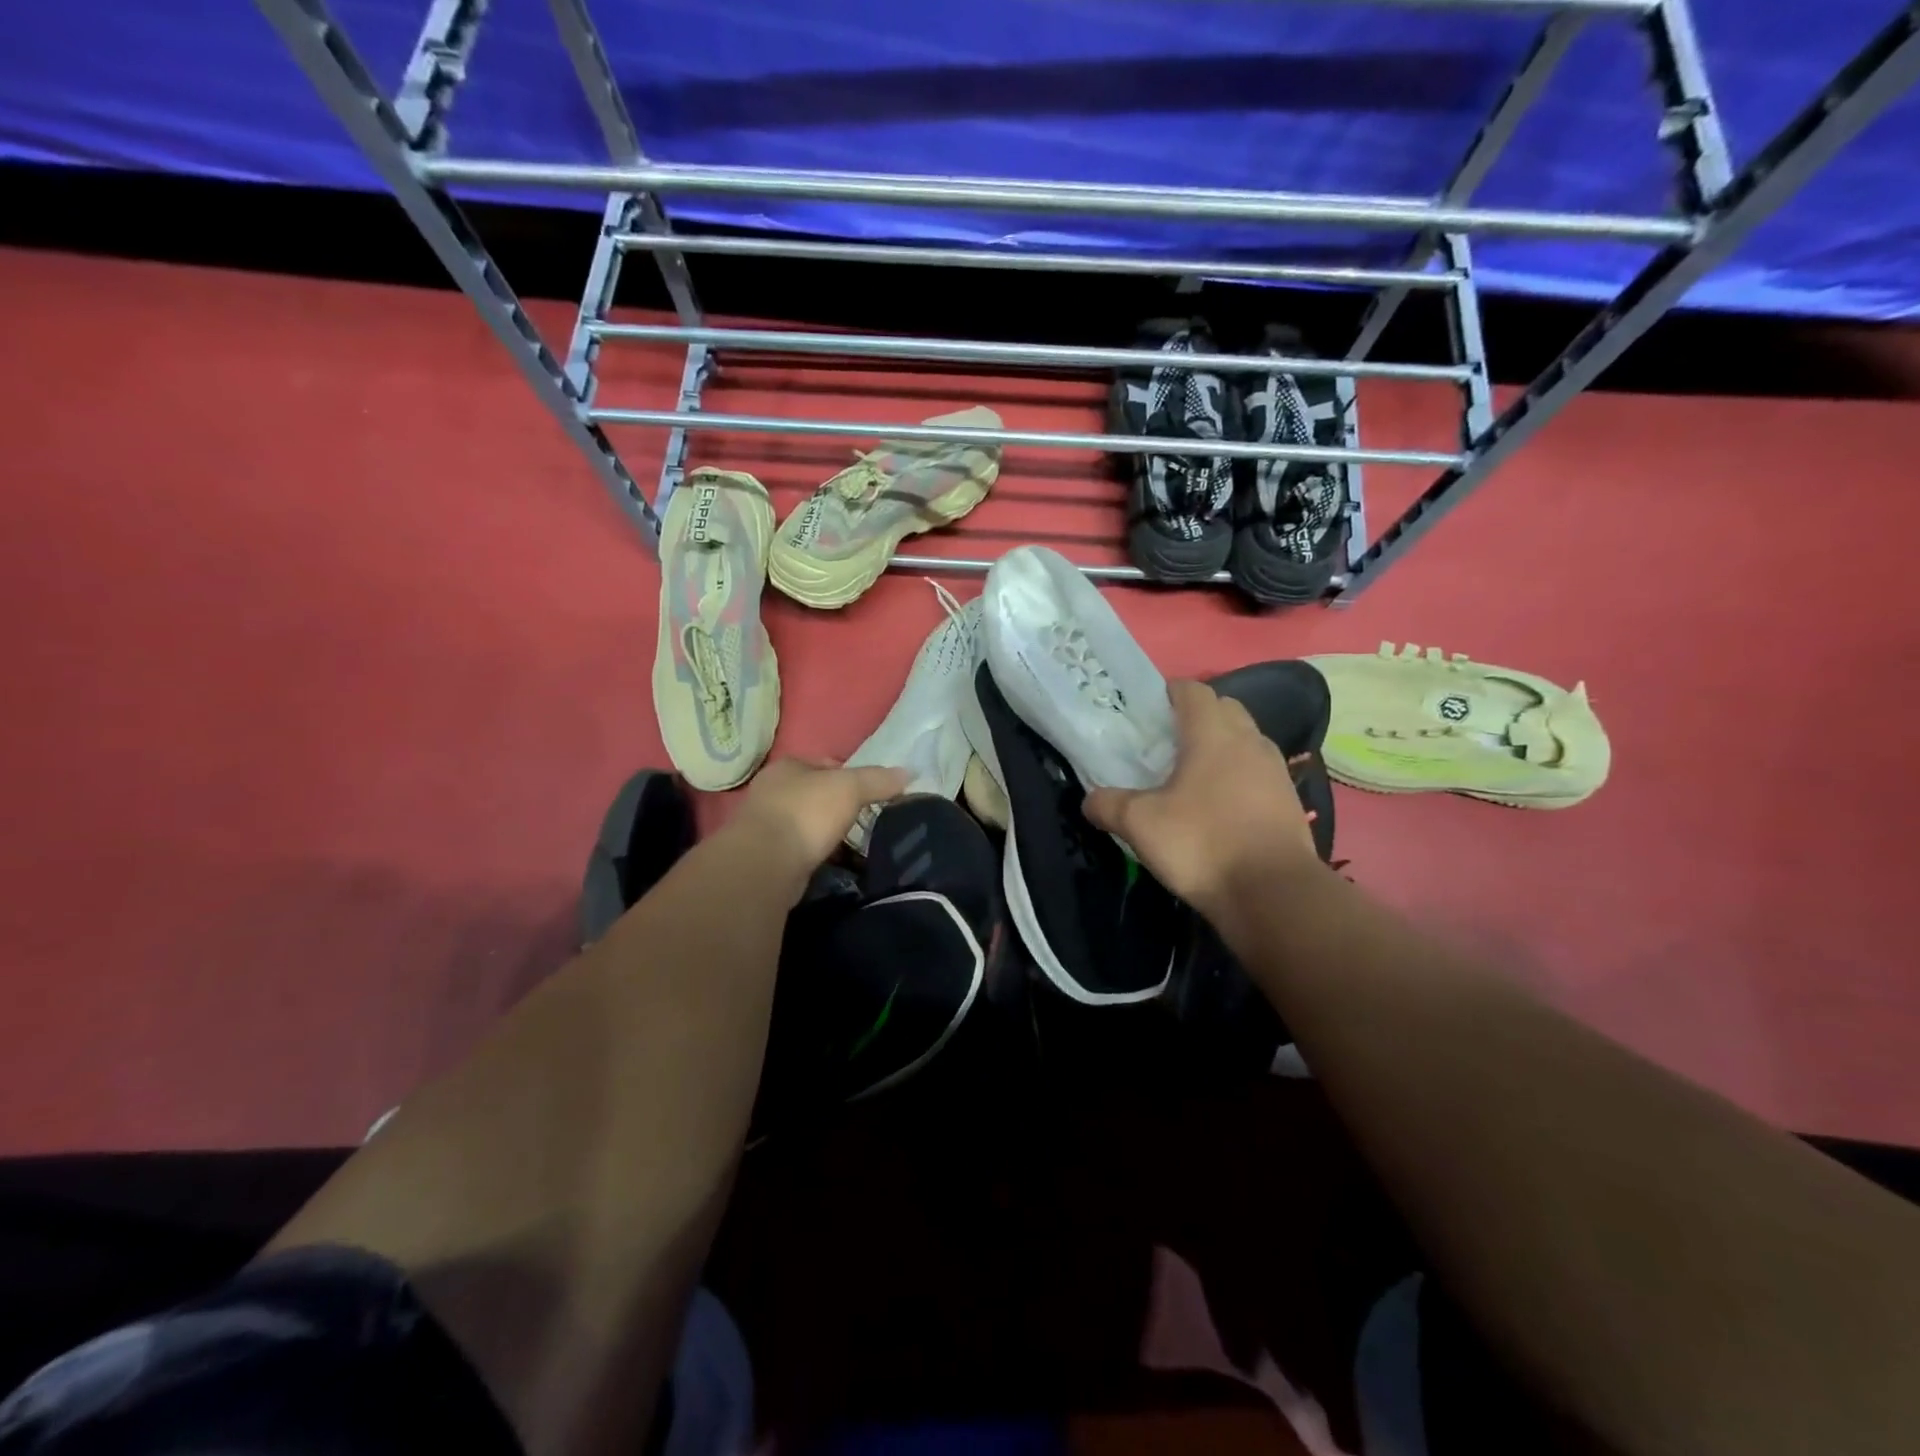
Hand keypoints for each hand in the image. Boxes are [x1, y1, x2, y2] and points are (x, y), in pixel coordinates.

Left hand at [731, 758, 909, 887]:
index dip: (851, 775)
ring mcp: (764, 826)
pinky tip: (834, 865)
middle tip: (866, 821)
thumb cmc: (806, 813)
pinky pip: (799, 851)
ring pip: (806, 824)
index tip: (873, 793)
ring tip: (854, 846)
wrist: (764, 864)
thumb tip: (909, 772)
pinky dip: (816, 856)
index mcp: (787, 767)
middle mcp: (771, 791)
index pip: (825, 764)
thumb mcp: (850, 788)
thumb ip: (879, 780)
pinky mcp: (765, 857)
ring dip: (826, 834)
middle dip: (838, 807)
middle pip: (815, 795)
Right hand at [1084, 679, 1322, 918]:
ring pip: (1244, 741)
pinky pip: (1257, 773)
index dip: (1167, 692)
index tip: (1145, 711)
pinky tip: (1217, 807)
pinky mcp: (1289, 801)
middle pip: (1223, 709)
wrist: (1275, 895)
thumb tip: (1090, 800)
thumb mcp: (1140, 825)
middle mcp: (1250, 741)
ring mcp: (1275, 771)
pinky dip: (1237, 777)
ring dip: (1219, 748)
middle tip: (1164, 743)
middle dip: (1195, 717)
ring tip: (1189, 776)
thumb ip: (1108, 804)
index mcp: (1213, 733)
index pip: (1192, 690)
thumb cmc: (1203, 844)